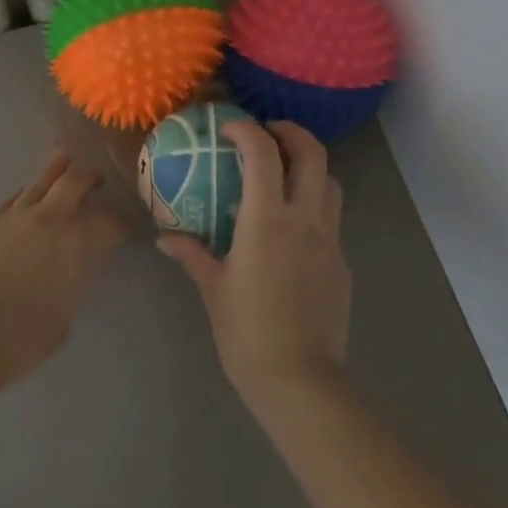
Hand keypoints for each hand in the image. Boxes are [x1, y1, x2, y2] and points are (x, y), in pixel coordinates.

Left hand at [0, 152, 131, 384]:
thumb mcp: (62, 318)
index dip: (123, 223)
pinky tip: (25, 203)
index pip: (111, 223)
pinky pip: (12, 200)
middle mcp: (49, 219)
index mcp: (77, 244)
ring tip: (64, 166)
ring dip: (56, 173)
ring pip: (40, 181)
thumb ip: (70, 286)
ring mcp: (13, 216)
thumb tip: (67, 274)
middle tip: (97, 181)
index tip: (127, 227)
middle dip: (91, 177)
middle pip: (75, 180)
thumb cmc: (18, 340)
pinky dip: (25, 197)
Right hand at [158, 120, 350, 412]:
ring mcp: (329, 240)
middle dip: (292, 132)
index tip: (230, 128)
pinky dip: (315, 205)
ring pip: (331, 183)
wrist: (299, 380)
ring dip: (310, 167)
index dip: (247, 131)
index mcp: (268, 220)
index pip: (264, 154)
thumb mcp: (213, 290)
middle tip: (269, 133)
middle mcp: (305, 220)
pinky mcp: (341, 263)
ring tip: (286, 174)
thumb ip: (192, 255)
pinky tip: (293, 229)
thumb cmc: (247, 333)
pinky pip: (332, 219)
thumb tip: (165, 238)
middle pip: (313, 154)